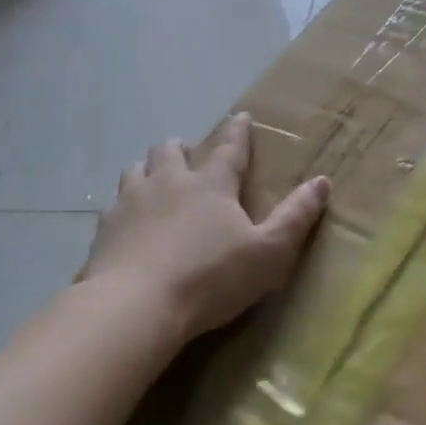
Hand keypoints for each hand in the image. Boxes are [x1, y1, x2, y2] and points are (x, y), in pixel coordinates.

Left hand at [79, 113, 330, 343]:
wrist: (134, 308)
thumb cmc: (210, 278)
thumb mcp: (269, 252)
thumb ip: (296, 216)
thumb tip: (323, 181)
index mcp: (211, 184)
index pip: (228, 147)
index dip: (237, 131)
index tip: (240, 116)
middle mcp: (169, 183)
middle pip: (171, 151)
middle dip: (183, 146)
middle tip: (191, 152)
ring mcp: (131, 203)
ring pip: (136, 170)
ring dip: (150, 169)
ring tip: (157, 179)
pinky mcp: (103, 230)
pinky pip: (113, 204)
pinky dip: (125, 204)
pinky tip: (128, 220)